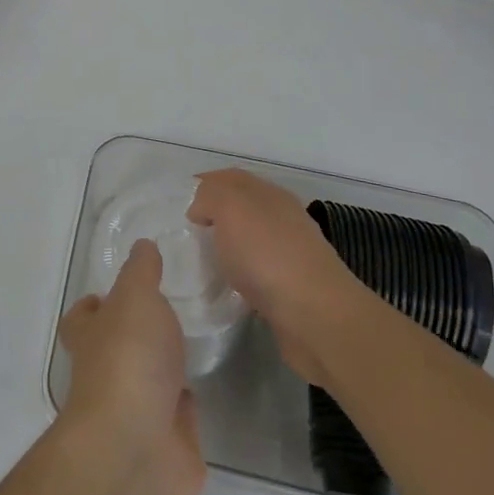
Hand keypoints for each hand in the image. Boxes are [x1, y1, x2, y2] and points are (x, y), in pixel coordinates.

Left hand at [57, 241, 205, 494]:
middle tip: (172, 311)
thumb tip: (142, 246)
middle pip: (116, 348)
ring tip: (196, 340)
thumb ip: (141, 272)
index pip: (82, 318)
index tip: (121, 290)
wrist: (138, 447)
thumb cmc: (128, 359)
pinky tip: (208, 381)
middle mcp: (107, 373)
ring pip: (149, 382)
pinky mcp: (167, 442)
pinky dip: (188, 403)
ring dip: (165, 368)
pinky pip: (178, 415)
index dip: (95, 304)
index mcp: (90, 338)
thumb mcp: (135, 298)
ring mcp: (135, 411)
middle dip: (137, 334)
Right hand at [186, 169, 357, 385]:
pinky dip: (238, 274)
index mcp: (269, 194)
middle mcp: (282, 218)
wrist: (316, 316)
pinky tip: (224, 287)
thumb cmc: (268, 255)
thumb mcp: (230, 208)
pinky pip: (256, 272)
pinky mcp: (290, 289)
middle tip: (183, 233)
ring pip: (249, 240)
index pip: (231, 178)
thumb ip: (210, 196)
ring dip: (226, 247)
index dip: (204, 184)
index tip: (178, 203)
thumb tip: (201, 209)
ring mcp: (290, 254)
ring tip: (198, 261)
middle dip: (213, 215)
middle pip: (242, 207)